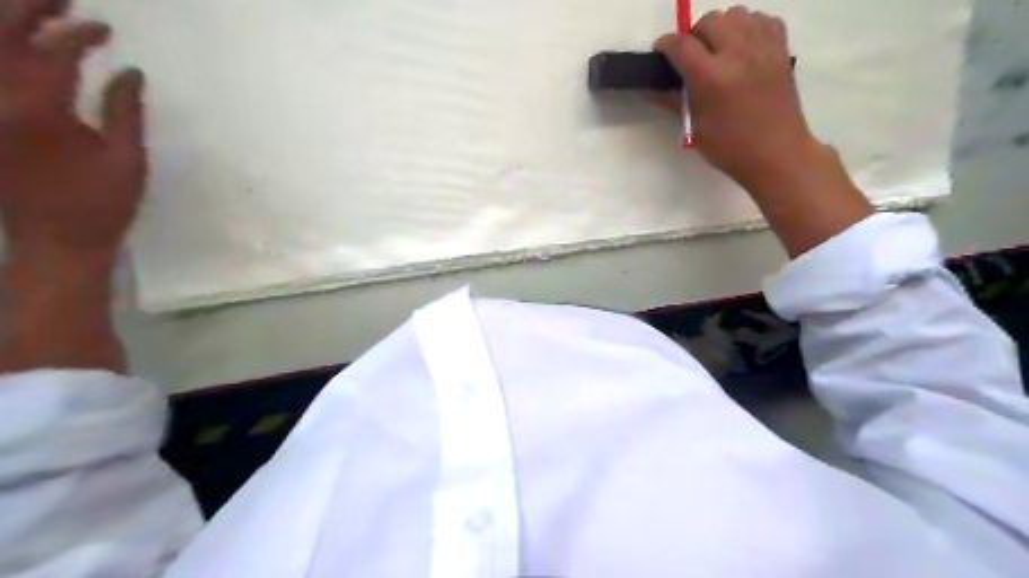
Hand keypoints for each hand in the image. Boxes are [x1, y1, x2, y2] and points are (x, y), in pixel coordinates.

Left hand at [0, 1, 144, 263]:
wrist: (55, 240)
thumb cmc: (101, 204)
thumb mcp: (127, 160)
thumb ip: (124, 111)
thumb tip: (129, 72)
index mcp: (38, 110)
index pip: (53, 52)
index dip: (79, 34)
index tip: (105, 29)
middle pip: (1, 35)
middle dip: (29, 8)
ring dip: (7, 24)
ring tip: (35, 12)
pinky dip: (2, 56)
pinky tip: (14, 49)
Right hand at [654, 6, 871, 256]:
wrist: (777, 154)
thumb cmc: (730, 148)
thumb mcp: (695, 127)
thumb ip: (673, 101)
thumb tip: (648, 88)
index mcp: (713, 78)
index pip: (681, 45)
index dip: (665, 44)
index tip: (660, 52)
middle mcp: (738, 54)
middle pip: (710, 21)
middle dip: (694, 35)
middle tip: (691, 58)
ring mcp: (763, 48)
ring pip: (736, 13)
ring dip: (721, 27)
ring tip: (718, 51)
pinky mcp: (781, 49)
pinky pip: (762, 19)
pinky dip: (748, 26)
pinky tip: (742, 47)